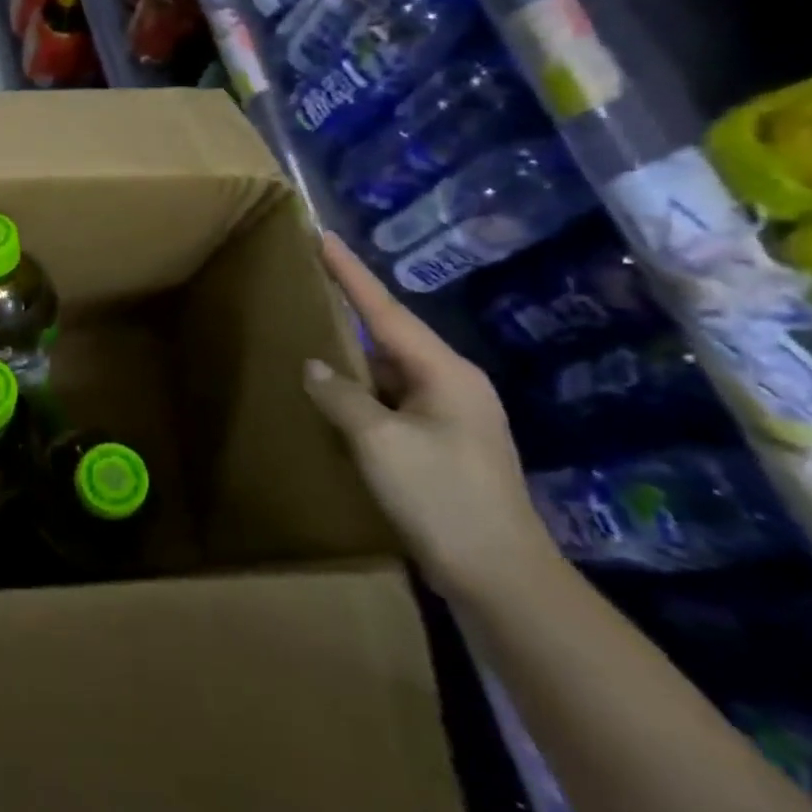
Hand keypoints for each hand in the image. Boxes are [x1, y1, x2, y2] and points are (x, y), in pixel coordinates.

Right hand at [302, 233, 557, 600]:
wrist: (499, 575)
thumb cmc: (441, 497)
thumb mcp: (379, 441)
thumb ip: (341, 396)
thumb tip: (314, 367)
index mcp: (444, 372)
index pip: (385, 310)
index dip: (350, 273)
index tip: (322, 236)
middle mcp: (452, 384)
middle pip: (390, 335)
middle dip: (351, 308)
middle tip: (311, 281)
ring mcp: (451, 415)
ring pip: (390, 370)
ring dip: (354, 355)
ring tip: (313, 333)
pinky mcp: (442, 444)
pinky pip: (392, 399)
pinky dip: (362, 391)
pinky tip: (335, 394)